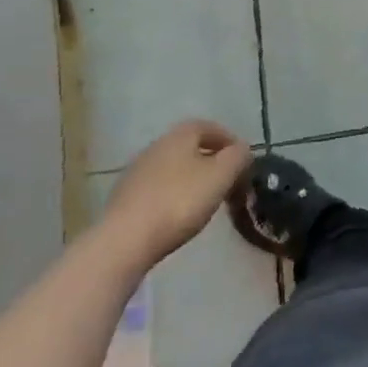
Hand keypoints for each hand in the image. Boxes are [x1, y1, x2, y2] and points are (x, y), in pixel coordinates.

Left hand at [100, 121, 250, 267]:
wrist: (125, 239)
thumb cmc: (179, 202)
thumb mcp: (220, 177)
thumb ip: (237, 158)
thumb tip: (243, 149)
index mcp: (181, 134)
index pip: (210, 127)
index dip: (228, 140)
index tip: (242, 160)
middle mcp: (157, 144)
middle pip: (190, 146)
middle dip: (210, 159)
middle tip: (226, 180)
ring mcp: (137, 170)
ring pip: (173, 167)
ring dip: (190, 177)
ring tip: (204, 199)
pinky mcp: (124, 196)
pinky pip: (157, 187)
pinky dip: (172, 194)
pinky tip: (177, 213)